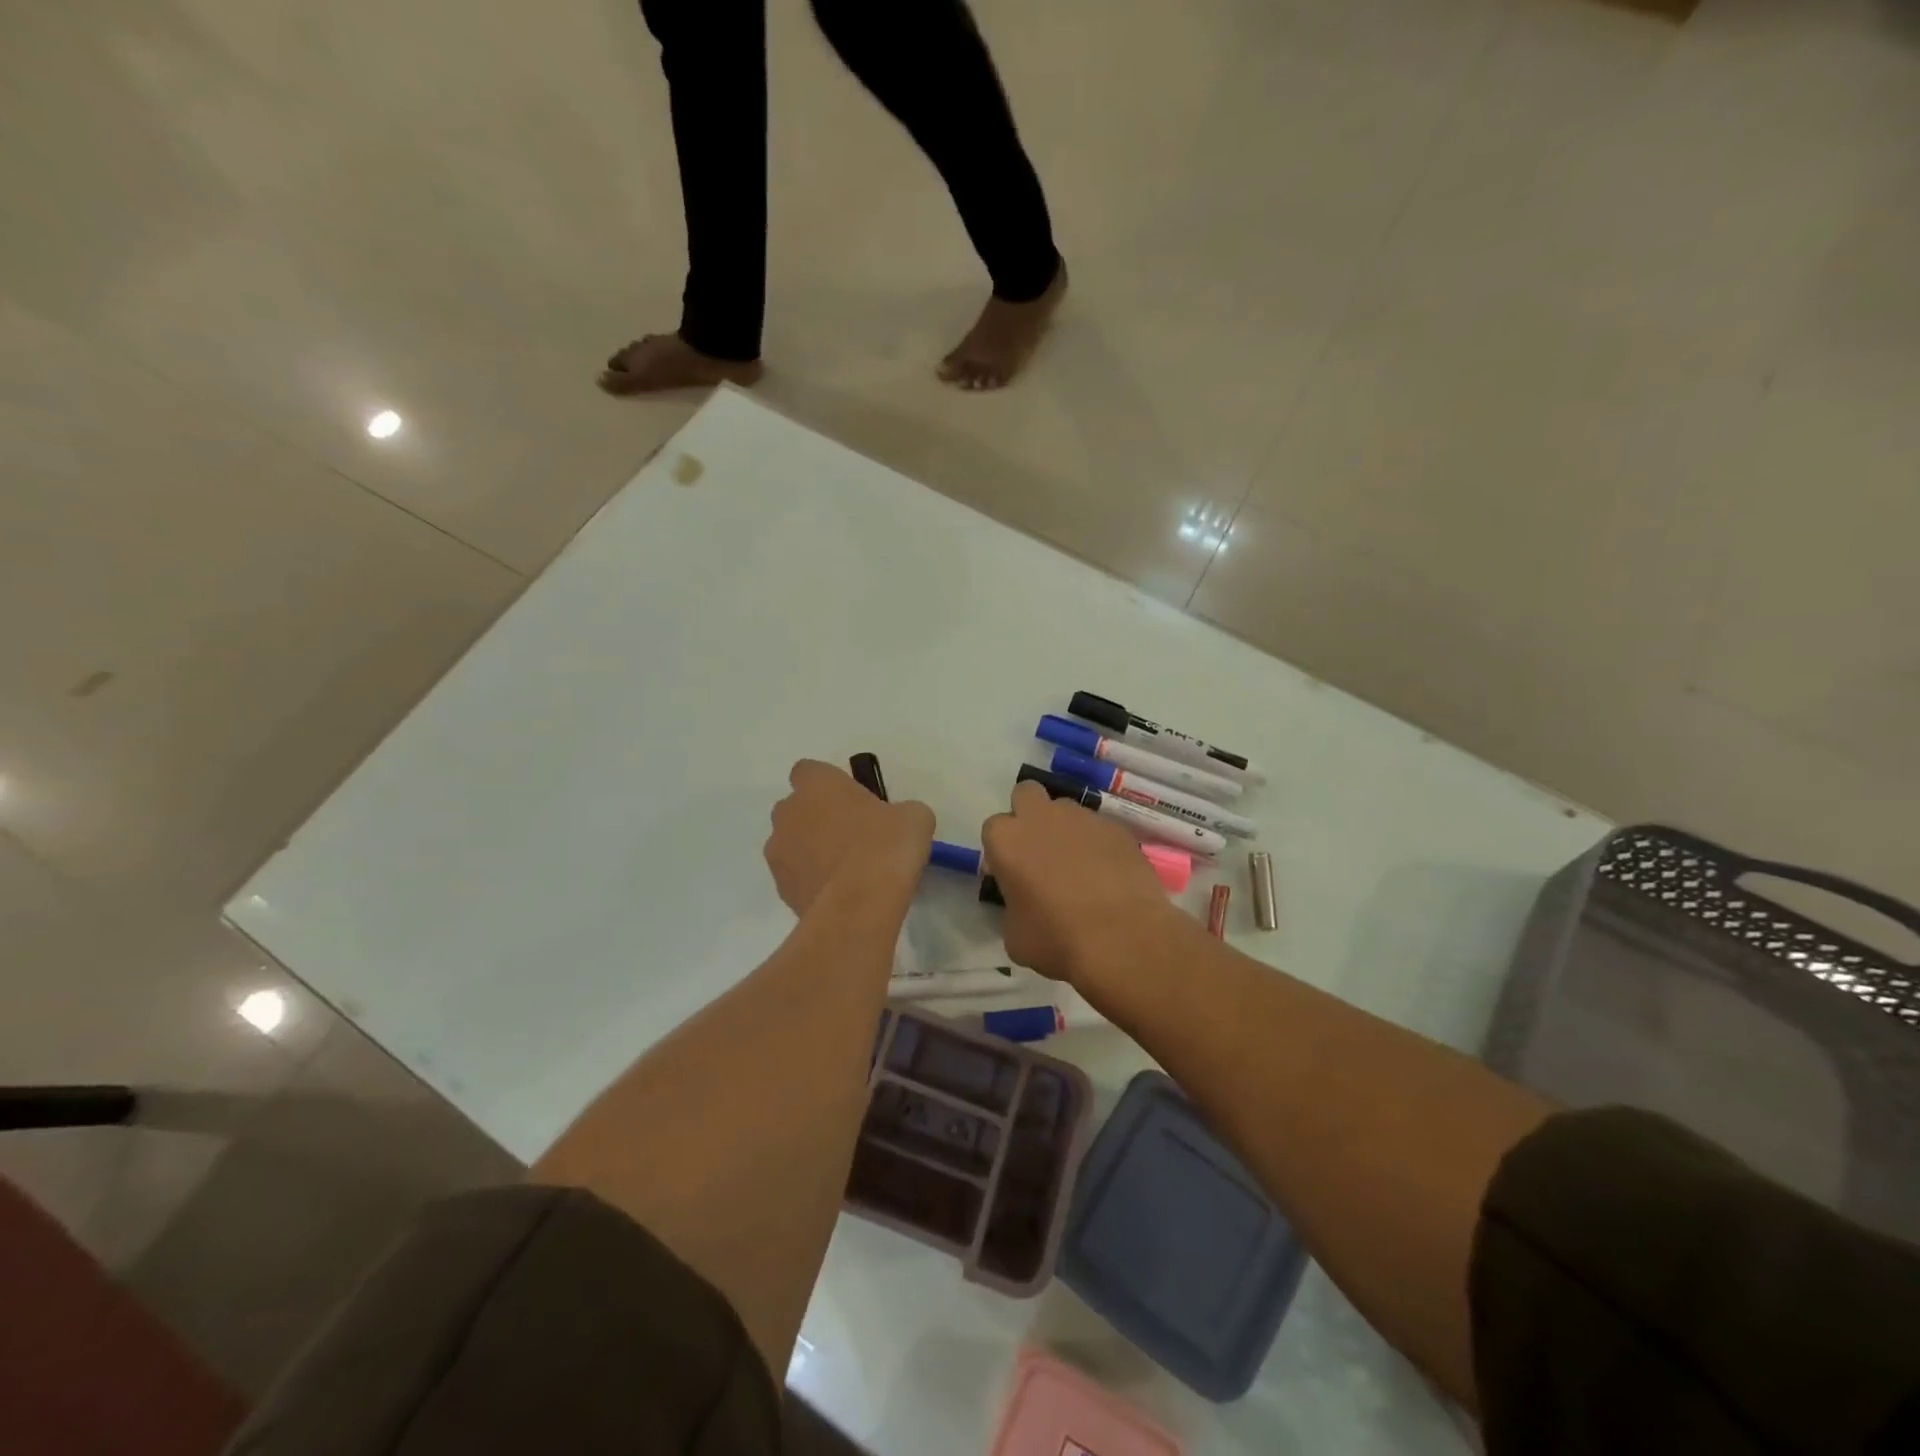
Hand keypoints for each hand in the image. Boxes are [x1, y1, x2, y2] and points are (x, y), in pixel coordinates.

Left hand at [765, 760, 932, 915]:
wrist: (859, 906)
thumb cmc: (886, 846)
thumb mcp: (914, 817)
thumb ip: (899, 811)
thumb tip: (897, 822)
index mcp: (817, 784)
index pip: (809, 771)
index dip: (828, 784)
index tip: (852, 800)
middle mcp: (788, 813)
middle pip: (796, 808)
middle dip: (817, 818)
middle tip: (853, 835)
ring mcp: (778, 853)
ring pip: (792, 843)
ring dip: (811, 850)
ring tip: (847, 870)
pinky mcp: (781, 889)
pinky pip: (796, 876)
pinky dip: (812, 880)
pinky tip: (840, 894)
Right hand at [982, 781, 1186, 985]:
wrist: (1123, 939)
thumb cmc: (1057, 940)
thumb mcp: (1014, 935)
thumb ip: (1012, 906)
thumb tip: (1024, 903)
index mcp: (1007, 840)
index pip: (994, 828)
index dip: (1002, 850)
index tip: (1012, 873)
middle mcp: (1042, 817)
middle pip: (1026, 794)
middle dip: (1029, 814)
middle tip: (1039, 851)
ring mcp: (1083, 818)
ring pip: (1066, 810)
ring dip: (1066, 829)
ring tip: (1080, 867)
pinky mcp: (1117, 829)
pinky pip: (1100, 829)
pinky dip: (1098, 845)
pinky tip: (1108, 876)